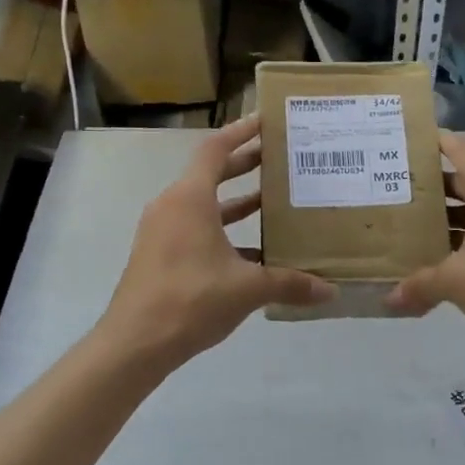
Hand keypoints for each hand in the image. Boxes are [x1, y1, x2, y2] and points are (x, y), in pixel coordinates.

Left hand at [98, 115, 334, 372]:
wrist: (135, 343)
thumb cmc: (190, 300)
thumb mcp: (246, 289)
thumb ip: (289, 283)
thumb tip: (329, 290)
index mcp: (189, 199)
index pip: (215, 149)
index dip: (241, 132)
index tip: (266, 121)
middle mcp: (172, 206)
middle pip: (210, 173)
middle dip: (244, 163)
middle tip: (280, 157)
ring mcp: (162, 231)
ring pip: (204, 204)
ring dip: (236, 200)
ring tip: (273, 199)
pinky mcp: (160, 254)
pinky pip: (196, 228)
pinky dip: (224, 230)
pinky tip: (255, 249)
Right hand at [387, 133, 464, 349]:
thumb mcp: (455, 281)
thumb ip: (418, 284)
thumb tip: (390, 300)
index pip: (458, 148)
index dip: (429, 144)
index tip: (400, 147)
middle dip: (431, 189)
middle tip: (394, 195)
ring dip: (450, 216)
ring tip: (411, 228)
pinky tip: (444, 255)